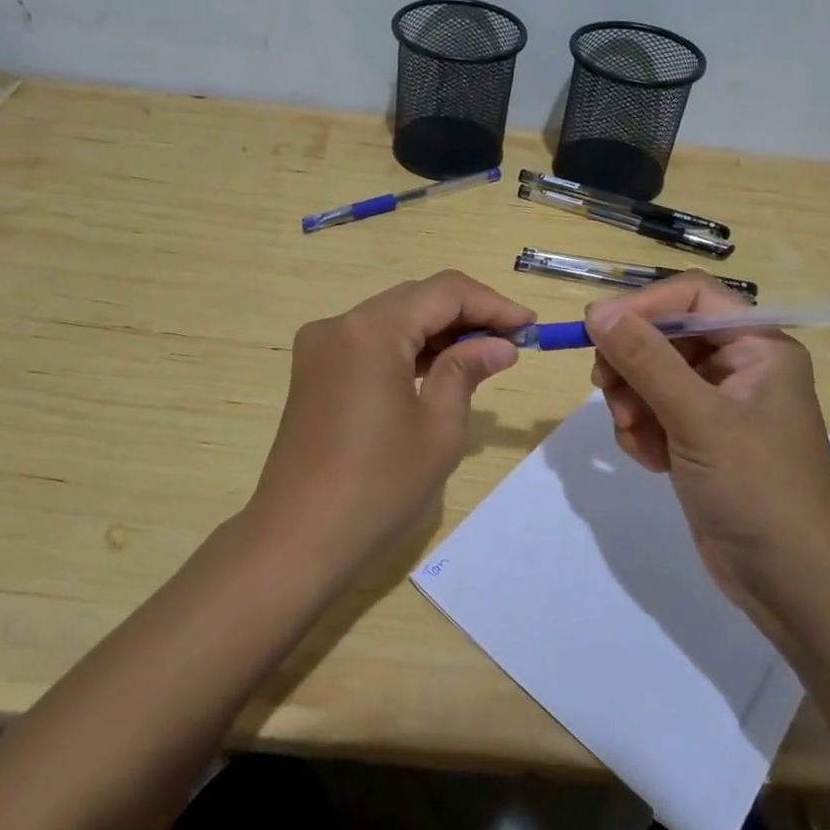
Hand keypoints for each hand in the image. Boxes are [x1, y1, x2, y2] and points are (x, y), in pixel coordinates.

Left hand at [247, 271, 533, 579]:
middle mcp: (340, 324)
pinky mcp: (314, 371)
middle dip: (467, 314)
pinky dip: (406, 348)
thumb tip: (500, 344)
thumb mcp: (438, 428)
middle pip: (415, 299)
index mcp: (371, 330)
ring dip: (437, 331)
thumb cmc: (379, 485)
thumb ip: (467, 371)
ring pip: (392, 318)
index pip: (443, 292)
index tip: (529, 325)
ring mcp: (320, 347)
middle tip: (511, 341)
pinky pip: (370, 342)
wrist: (299, 537)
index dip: (491, 303)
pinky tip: (437, 369)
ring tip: (483, 356)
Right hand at [585, 272, 829, 612]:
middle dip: (632, 364)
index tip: (599, 330)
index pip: (692, 297)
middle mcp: (740, 367)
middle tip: (607, 390)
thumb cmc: (756, 487)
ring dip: (632, 402)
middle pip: (665, 336)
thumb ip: (646, 360)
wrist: (790, 581)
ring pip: (652, 377)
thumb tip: (597, 311)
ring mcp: (719, 406)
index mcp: (758, 347)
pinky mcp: (700, 441)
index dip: (644, 307)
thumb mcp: (698, 418)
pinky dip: (643, 432)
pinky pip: (655, 414)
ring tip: (636, 435)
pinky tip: (650, 461)